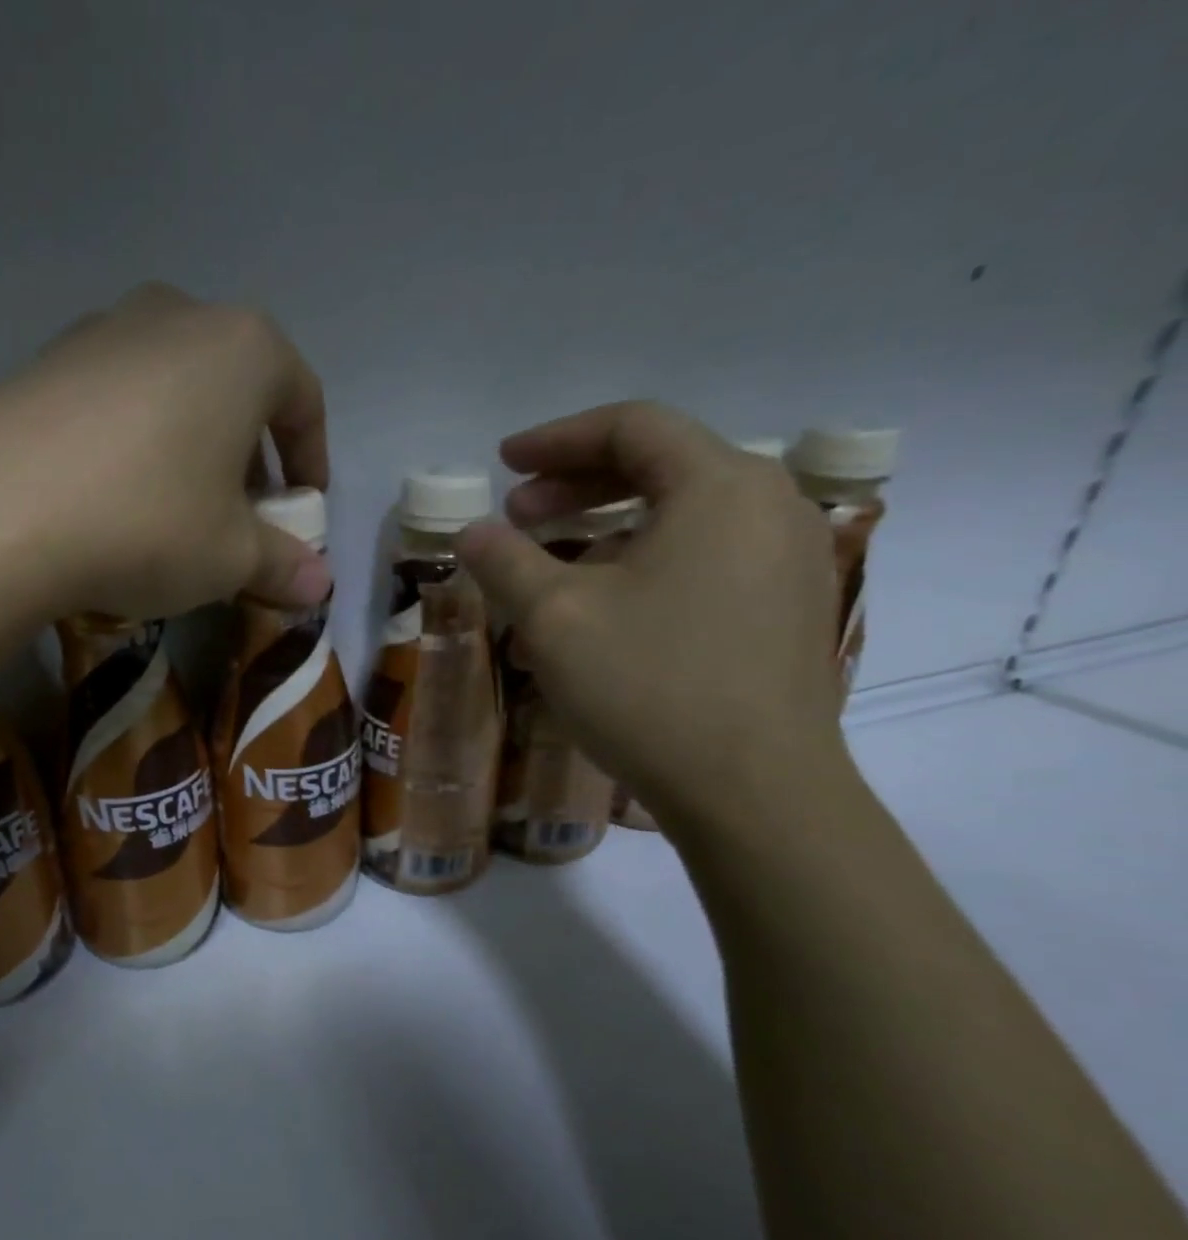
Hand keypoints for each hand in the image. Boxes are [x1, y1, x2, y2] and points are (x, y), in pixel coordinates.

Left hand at [0, 283, 332, 624]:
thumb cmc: (148, 525)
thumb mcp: (232, 558)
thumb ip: (285, 566)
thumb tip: (320, 587)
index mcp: (241, 348)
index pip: (302, 399)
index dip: (311, 460)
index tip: (303, 510)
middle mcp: (175, 316)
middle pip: (235, 387)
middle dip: (249, 454)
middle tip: (241, 514)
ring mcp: (100, 331)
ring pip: (173, 389)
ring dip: (190, 445)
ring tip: (176, 507)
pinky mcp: (42, 362)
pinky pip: (113, 400)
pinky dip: (132, 441)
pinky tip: (112, 495)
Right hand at [458, 401, 846, 828]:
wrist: (754, 791)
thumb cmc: (648, 686)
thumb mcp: (554, 618)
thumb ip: (504, 561)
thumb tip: (471, 531)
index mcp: (720, 485)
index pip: (631, 427)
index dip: (555, 439)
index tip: (501, 464)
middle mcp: (769, 505)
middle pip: (661, 466)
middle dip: (577, 485)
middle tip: (517, 515)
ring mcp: (789, 559)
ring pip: (682, 518)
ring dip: (607, 530)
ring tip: (550, 569)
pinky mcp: (788, 609)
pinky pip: (705, 560)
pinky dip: (645, 565)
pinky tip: (605, 611)